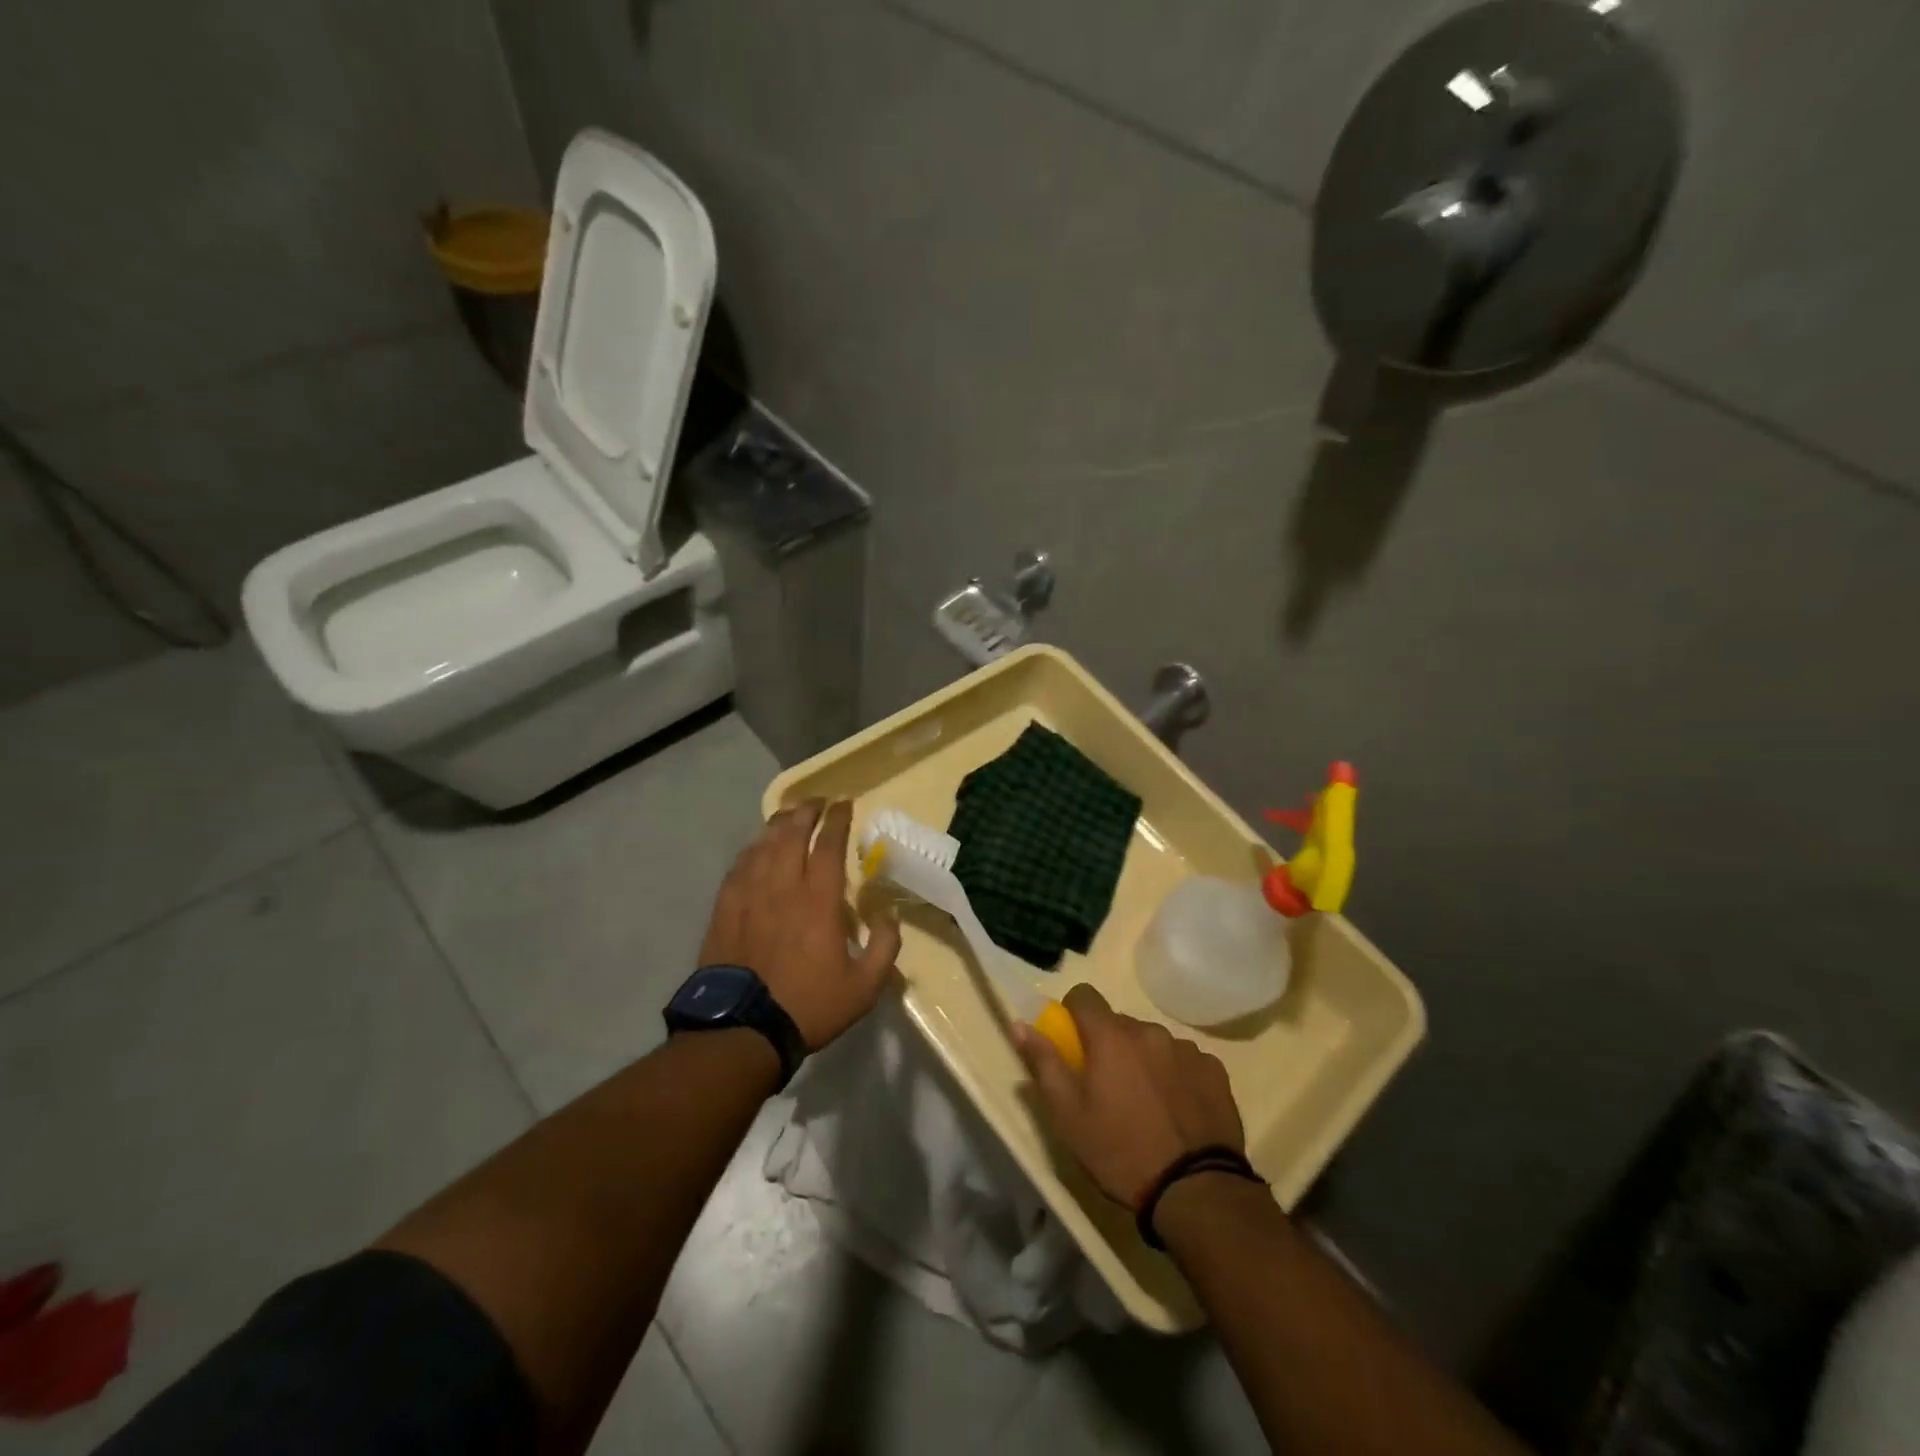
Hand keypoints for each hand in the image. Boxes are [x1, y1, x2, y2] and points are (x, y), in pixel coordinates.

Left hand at [700, 799, 901, 1050]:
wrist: (742, 1029)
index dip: (837, 820)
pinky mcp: (725, 908)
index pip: (828, 845)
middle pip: (792, 834)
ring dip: (778, 824)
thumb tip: (890, 915)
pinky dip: (751, 848)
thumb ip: (884, 946)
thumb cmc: (809, 1005)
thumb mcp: (864, 987)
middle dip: (806, 811)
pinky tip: (756, 846)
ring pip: (763, 844)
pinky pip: (739, 866)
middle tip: (818, 801)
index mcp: (818, 900)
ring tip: (789, 814)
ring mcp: (749, 895)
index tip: (844, 805)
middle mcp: (782, 887)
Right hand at [1014, 985, 1244, 1209]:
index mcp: (1111, 1036)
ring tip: (1146, 1104)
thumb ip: (1043, 1063)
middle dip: (1109, 1045)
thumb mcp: (1068, 1116)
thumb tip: (1020, 1025)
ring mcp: (1186, 1049)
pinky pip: (1184, 1060)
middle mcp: (1149, 1031)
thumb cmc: (1120, 1152)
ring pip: (1152, 1042)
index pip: (1084, 996)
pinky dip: (1175, 1075)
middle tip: (1107, 1087)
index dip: (1073, 1014)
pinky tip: (1177, 1110)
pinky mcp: (1214, 1070)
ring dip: (1143, 1059)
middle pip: (1119, 1023)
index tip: (1073, 1043)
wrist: (1196, 1191)